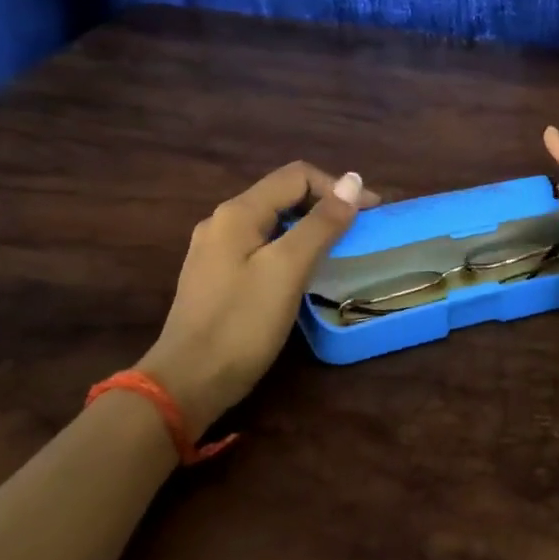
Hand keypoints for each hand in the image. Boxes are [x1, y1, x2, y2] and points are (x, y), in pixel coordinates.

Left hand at [136, 162, 378, 441]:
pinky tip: (304, 271)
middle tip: (359, 232)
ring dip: (310, 227)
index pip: (297, 176)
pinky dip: (291, 248)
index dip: (337, 188)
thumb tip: (353, 181)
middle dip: (325, 205)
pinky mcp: (218, 277)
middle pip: (284, 195)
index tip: (370, 214)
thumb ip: (321, 223)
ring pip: (274, 221)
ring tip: (339, 249)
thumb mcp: (287, 269)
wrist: (187, 383)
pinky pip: (262, 246)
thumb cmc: (241, 324)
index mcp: (238, 212)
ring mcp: (216, 250)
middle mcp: (223, 222)